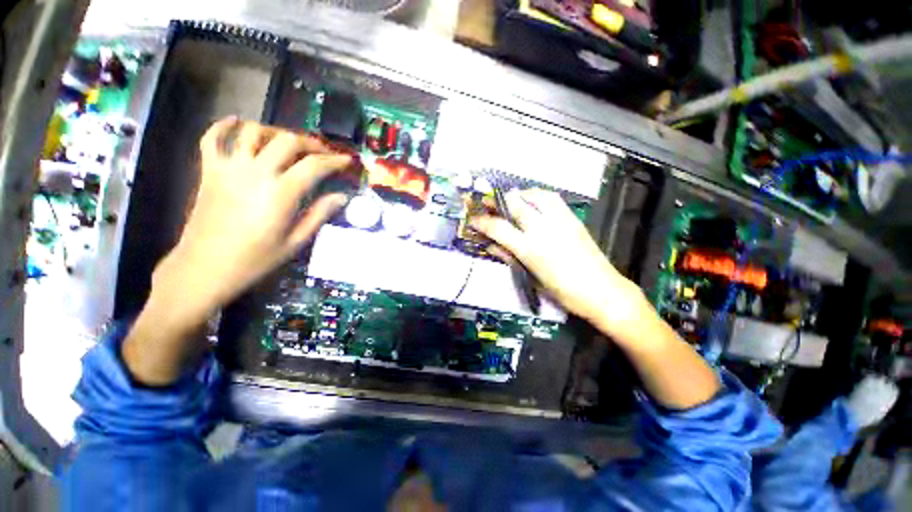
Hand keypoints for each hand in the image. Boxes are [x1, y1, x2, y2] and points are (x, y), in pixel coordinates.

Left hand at [152, 118, 353, 325]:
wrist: (204, 268)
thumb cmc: (255, 260)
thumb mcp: (295, 242)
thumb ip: (319, 215)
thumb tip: (342, 197)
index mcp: (280, 194)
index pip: (314, 166)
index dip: (334, 161)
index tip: (347, 161)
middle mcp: (256, 173)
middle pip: (288, 141)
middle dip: (311, 143)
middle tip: (323, 153)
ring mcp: (229, 169)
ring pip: (254, 132)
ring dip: (276, 132)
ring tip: (289, 142)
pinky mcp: (209, 171)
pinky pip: (212, 138)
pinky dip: (224, 126)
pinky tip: (237, 122)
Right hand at [471, 189, 645, 335]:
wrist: (603, 291)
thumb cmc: (563, 292)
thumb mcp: (531, 278)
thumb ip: (509, 258)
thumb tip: (490, 246)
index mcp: (531, 249)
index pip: (499, 228)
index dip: (482, 222)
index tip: (472, 219)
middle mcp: (543, 229)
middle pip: (515, 204)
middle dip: (497, 200)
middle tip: (486, 201)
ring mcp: (560, 221)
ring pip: (535, 195)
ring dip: (518, 194)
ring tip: (510, 200)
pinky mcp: (572, 218)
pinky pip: (552, 198)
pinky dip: (537, 195)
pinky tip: (533, 202)